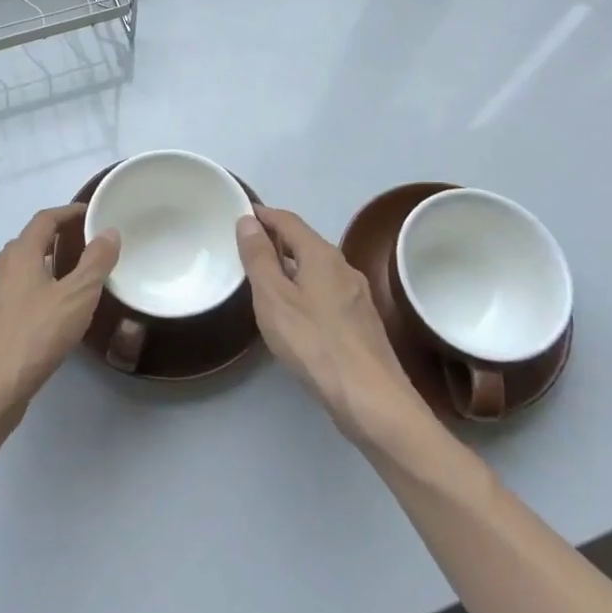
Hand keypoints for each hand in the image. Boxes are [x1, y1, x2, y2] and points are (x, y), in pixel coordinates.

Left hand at [0, 205, 119, 434]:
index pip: (44, 219)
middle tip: (87, 246)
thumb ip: (95, 263)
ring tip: (74, 280)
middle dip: (58, 239)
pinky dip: (36, 291)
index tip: (91, 213)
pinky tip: (51, 314)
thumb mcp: (76, 298)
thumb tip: (109, 232)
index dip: (68, 212)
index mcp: (18, 255)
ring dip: (46, 266)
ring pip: (21, 271)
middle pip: (30, 242)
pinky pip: (15, 295)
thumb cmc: (34, 337)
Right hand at [236, 206, 436, 448]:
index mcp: (321, 255)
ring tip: (264, 278)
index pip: (288, 221)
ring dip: (291, 265)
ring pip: (317, 268)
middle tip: (246, 247)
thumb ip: (259, 258)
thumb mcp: (274, 298)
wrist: (371, 398)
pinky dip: (305, 288)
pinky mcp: (362, 321)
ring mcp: (357, 295)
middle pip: (305, 242)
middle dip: (276, 239)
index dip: (264, 215)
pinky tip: (295, 311)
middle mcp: (343, 267)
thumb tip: (248, 220)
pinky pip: (326, 290)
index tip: (240, 214)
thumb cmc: (314, 343)